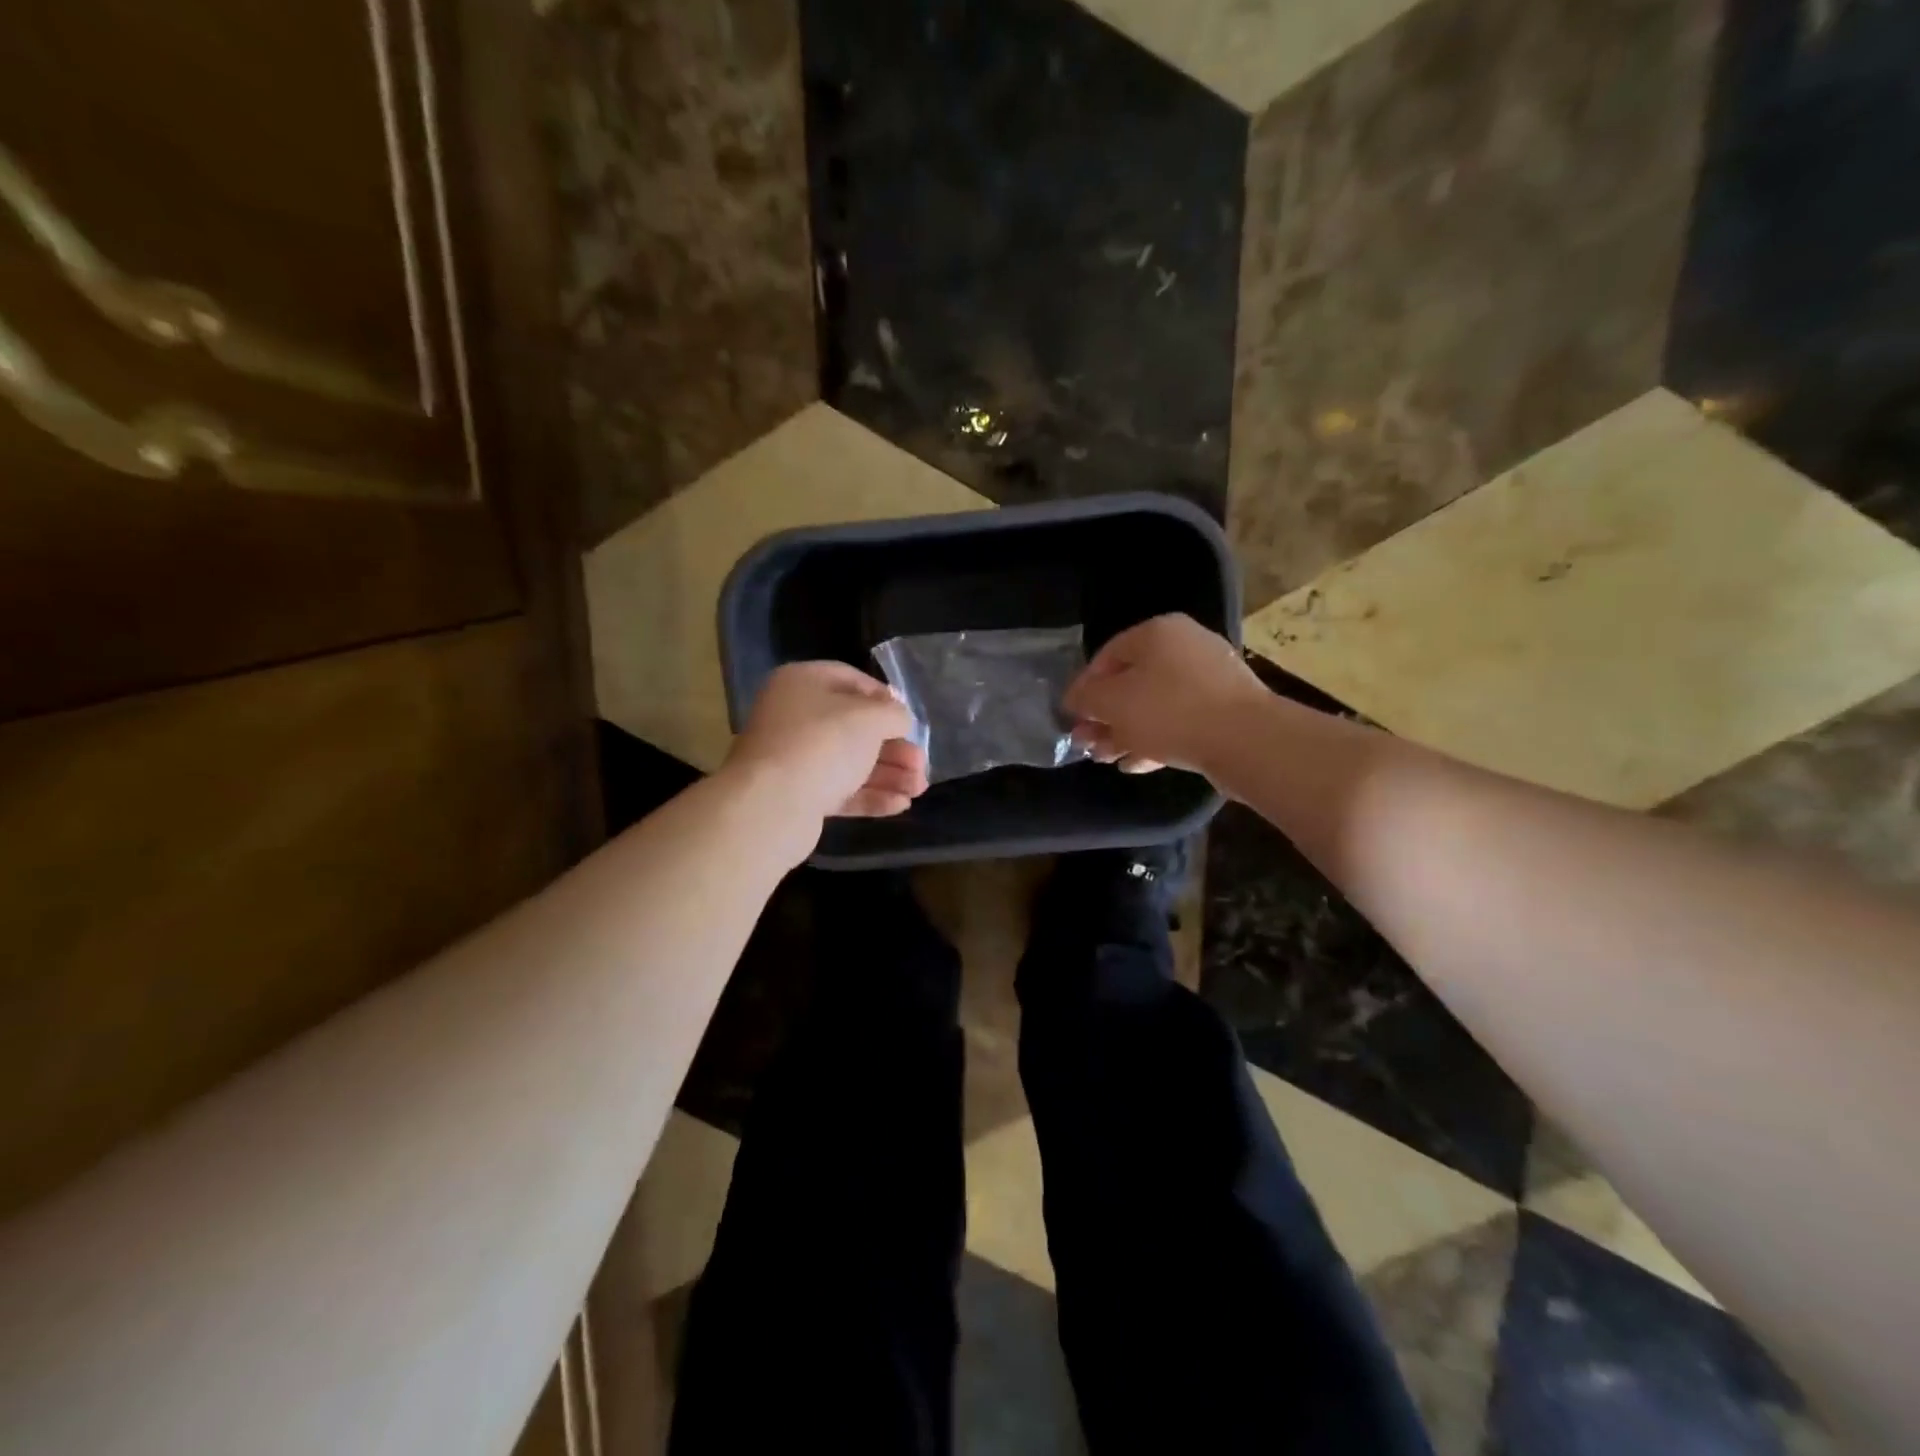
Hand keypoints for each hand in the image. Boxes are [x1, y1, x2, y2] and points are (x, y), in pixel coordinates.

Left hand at [725, 661, 929, 821]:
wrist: (772, 805)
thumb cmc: (823, 743)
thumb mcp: (869, 718)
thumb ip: (893, 714)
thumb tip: (899, 717)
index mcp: (802, 683)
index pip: (850, 680)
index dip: (884, 698)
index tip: (908, 718)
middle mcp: (794, 717)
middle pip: (854, 727)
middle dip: (893, 747)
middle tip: (921, 763)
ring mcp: (794, 758)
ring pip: (850, 762)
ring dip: (888, 774)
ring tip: (919, 788)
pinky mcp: (798, 795)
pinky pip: (840, 791)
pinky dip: (870, 796)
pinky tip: (901, 805)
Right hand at [1065, 615, 1265, 775]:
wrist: (1246, 740)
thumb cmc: (1169, 711)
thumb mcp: (1112, 703)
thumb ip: (1086, 698)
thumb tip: (1075, 699)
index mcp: (1157, 632)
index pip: (1106, 655)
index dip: (1084, 688)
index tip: (1071, 717)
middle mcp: (1185, 646)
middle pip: (1132, 682)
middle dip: (1105, 716)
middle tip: (1088, 744)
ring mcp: (1209, 678)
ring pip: (1155, 705)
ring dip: (1127, 732)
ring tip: (1108, 758)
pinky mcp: (1224, 710)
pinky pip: (1180, 721)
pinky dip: (1156, 739)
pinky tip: (1137, 763)